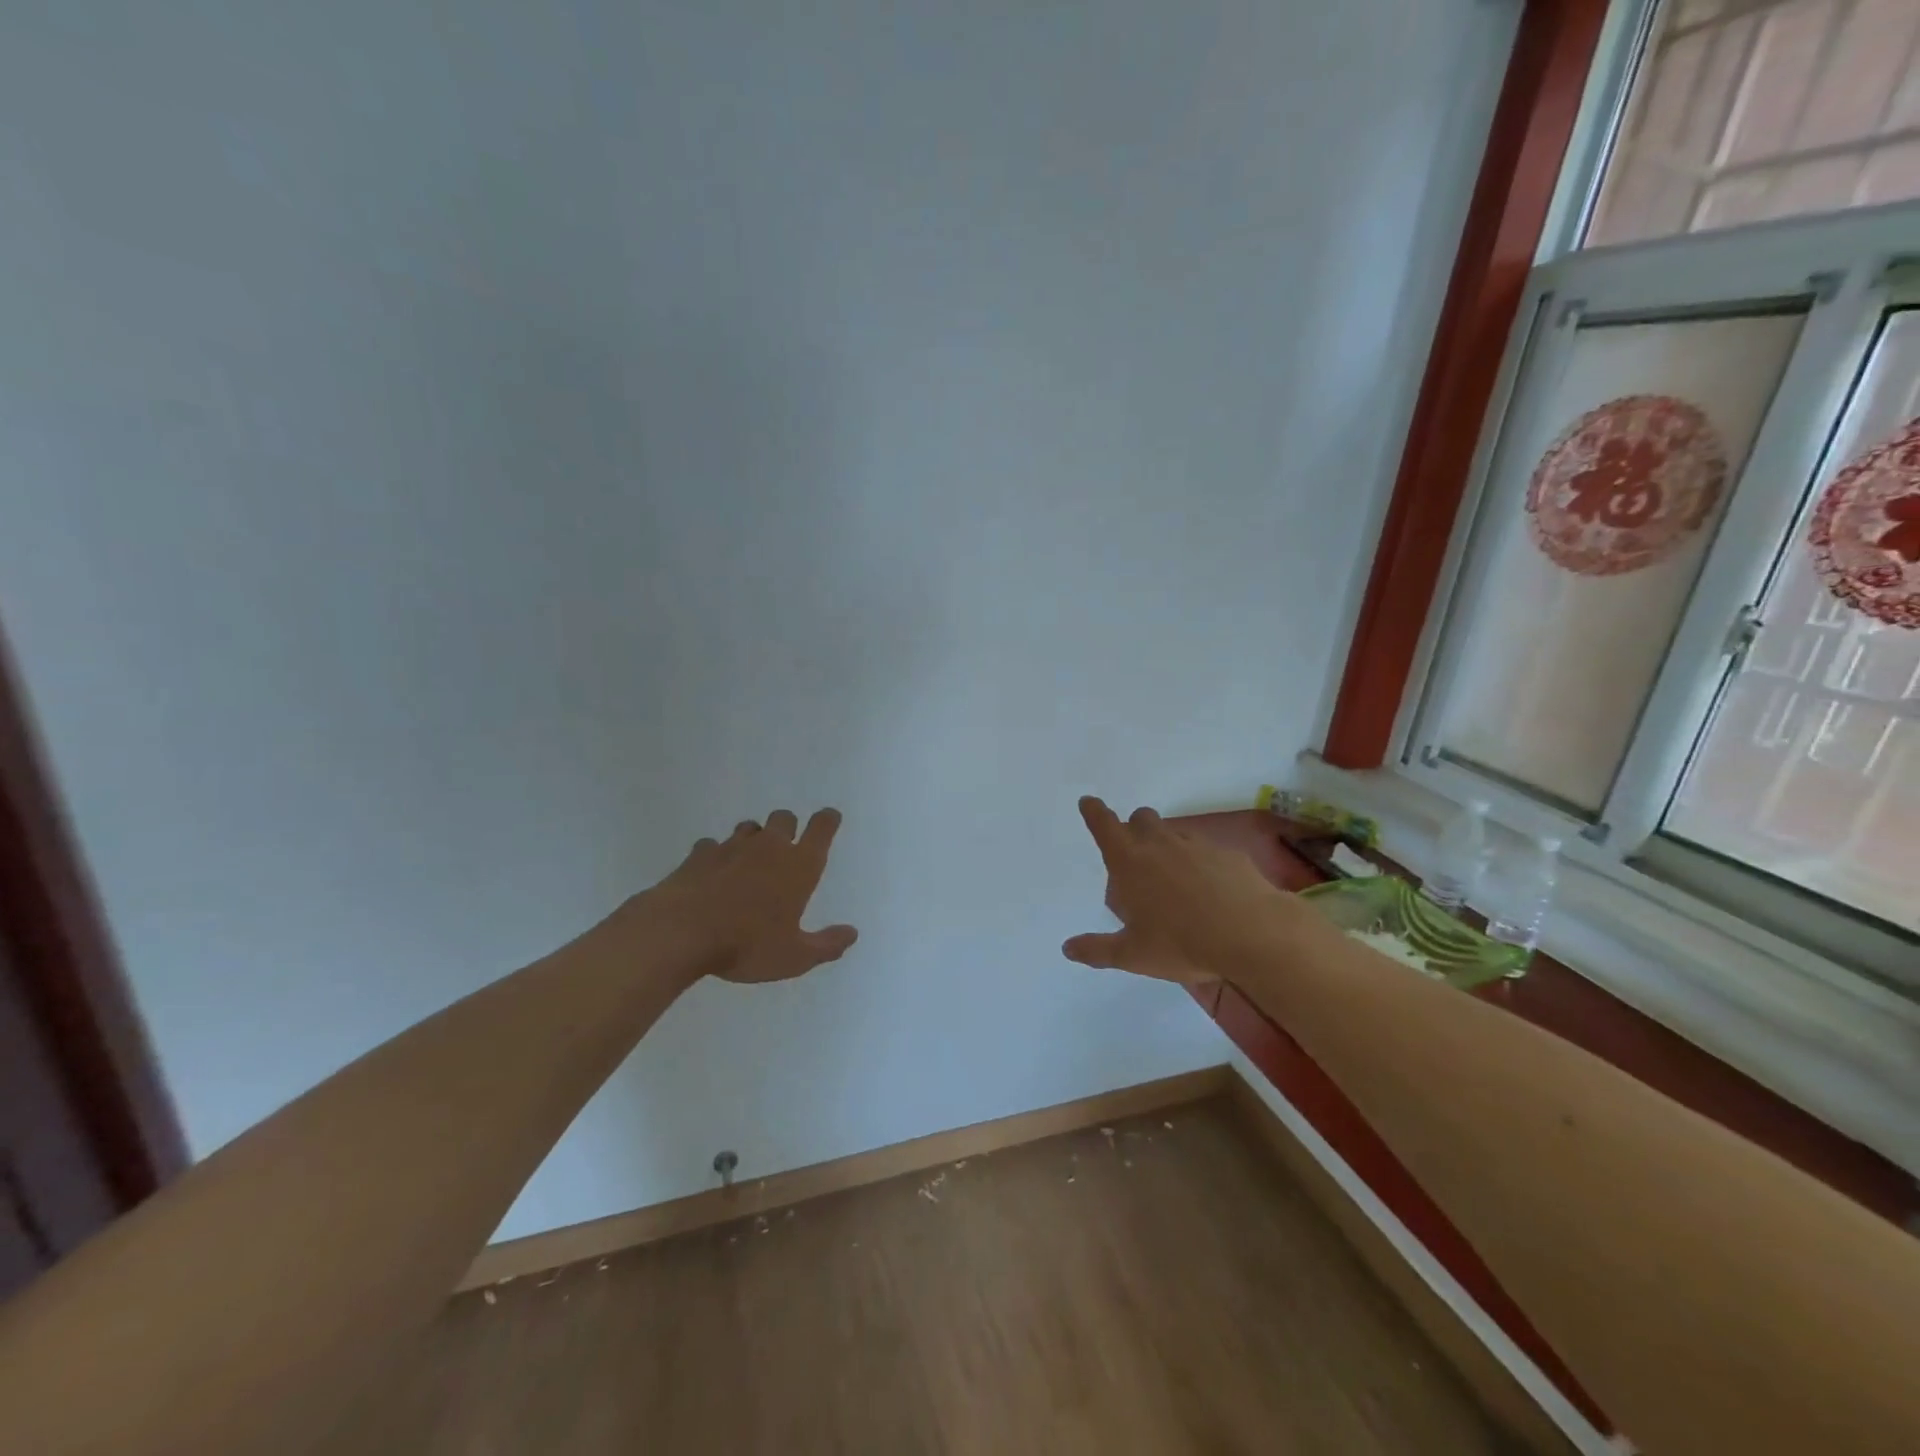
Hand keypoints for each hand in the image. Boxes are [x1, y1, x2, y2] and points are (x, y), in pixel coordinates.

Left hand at [645, 808, 858, 984]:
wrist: (680, 932)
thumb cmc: (746, 944)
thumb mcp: (794, 957)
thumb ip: (826, 945)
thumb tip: (851, 933)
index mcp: (799, 866)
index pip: (821, 828)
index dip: (827, 820)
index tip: (829, 819)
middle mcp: (769, 847)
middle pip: (784, 818)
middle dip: (788, 828)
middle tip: (785, 850)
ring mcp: (731, 847)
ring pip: (749, 828)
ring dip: (754, 839)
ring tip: (749, 862)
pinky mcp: (699, 855)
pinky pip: (712, 845)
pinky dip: (716, 855)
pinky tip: (712, 873)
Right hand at [1063, 796, 1297, 982]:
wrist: (1253, 934)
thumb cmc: (1182, 943)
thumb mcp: (1133, 955)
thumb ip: (1098, 950)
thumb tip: (1068, 948)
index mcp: (1130, 862)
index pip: (1104, 825)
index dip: (1094, 812)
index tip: (1089, 802)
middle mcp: (1160, 844)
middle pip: (1141, 819)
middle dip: (1134, 829)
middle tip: (1136, 858)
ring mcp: (1197, 845)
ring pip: (1174, 833)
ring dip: (1168, 847)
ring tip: (1175, 883)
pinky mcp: (1229, 854)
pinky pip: (1207, 851)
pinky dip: (1201, 864)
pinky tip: (1211, 892)